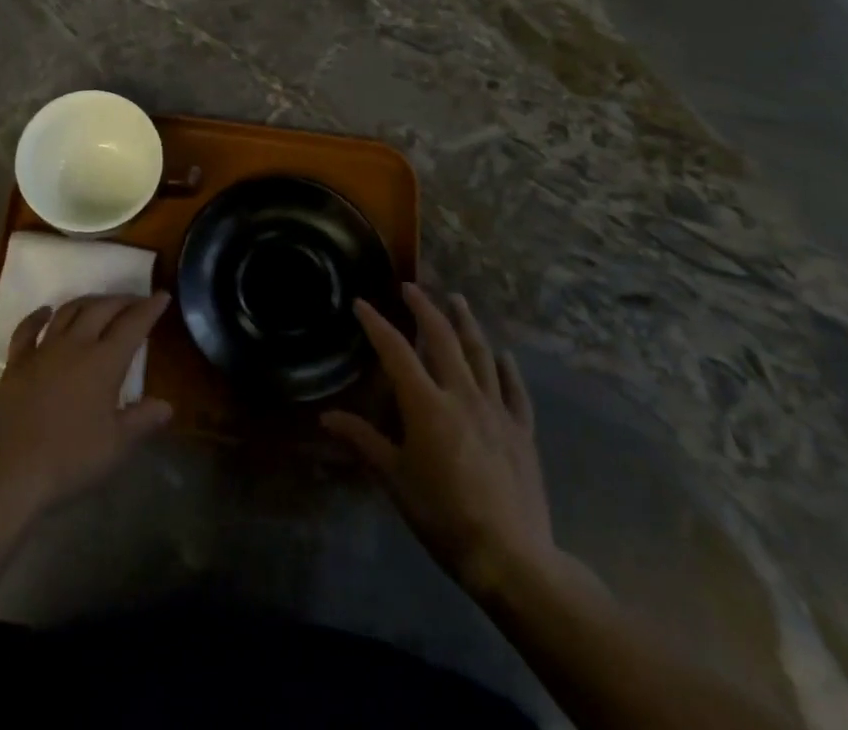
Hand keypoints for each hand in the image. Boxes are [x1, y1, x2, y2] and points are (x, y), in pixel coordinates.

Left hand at [0, 293, 173, 515]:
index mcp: (104, 362)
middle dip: (122, 300)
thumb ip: (142, 420)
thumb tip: (167, 405)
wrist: (13, 469)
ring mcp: (43, 350)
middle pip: (101, 309)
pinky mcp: (17, 362)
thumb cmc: (71, 458)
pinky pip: (27, 329)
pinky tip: (45, 311)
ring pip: (68, 311)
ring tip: (99, 303)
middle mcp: (75, 345)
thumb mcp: (117, 445)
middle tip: (135, 300)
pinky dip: (38, 316)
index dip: (149, 308)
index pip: (133, 325)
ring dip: (87, 302)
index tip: (162, 295)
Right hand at [322, 284, 556, 599]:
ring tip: (456, 299)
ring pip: (480, 354)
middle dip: (424, 308)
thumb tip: (326, 419)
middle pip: (442, 338)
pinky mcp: (522, 432)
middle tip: (411, 288)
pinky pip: (514, 390)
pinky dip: (507, 369)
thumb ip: (362, 441)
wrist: (512, 558)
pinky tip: (504, 355)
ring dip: (466, 323)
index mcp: (426, 404)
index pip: (395, 350)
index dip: (376, 324)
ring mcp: (496, 411)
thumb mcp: (394, 479)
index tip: (361, 304)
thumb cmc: (442, 516)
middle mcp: (461, 395)